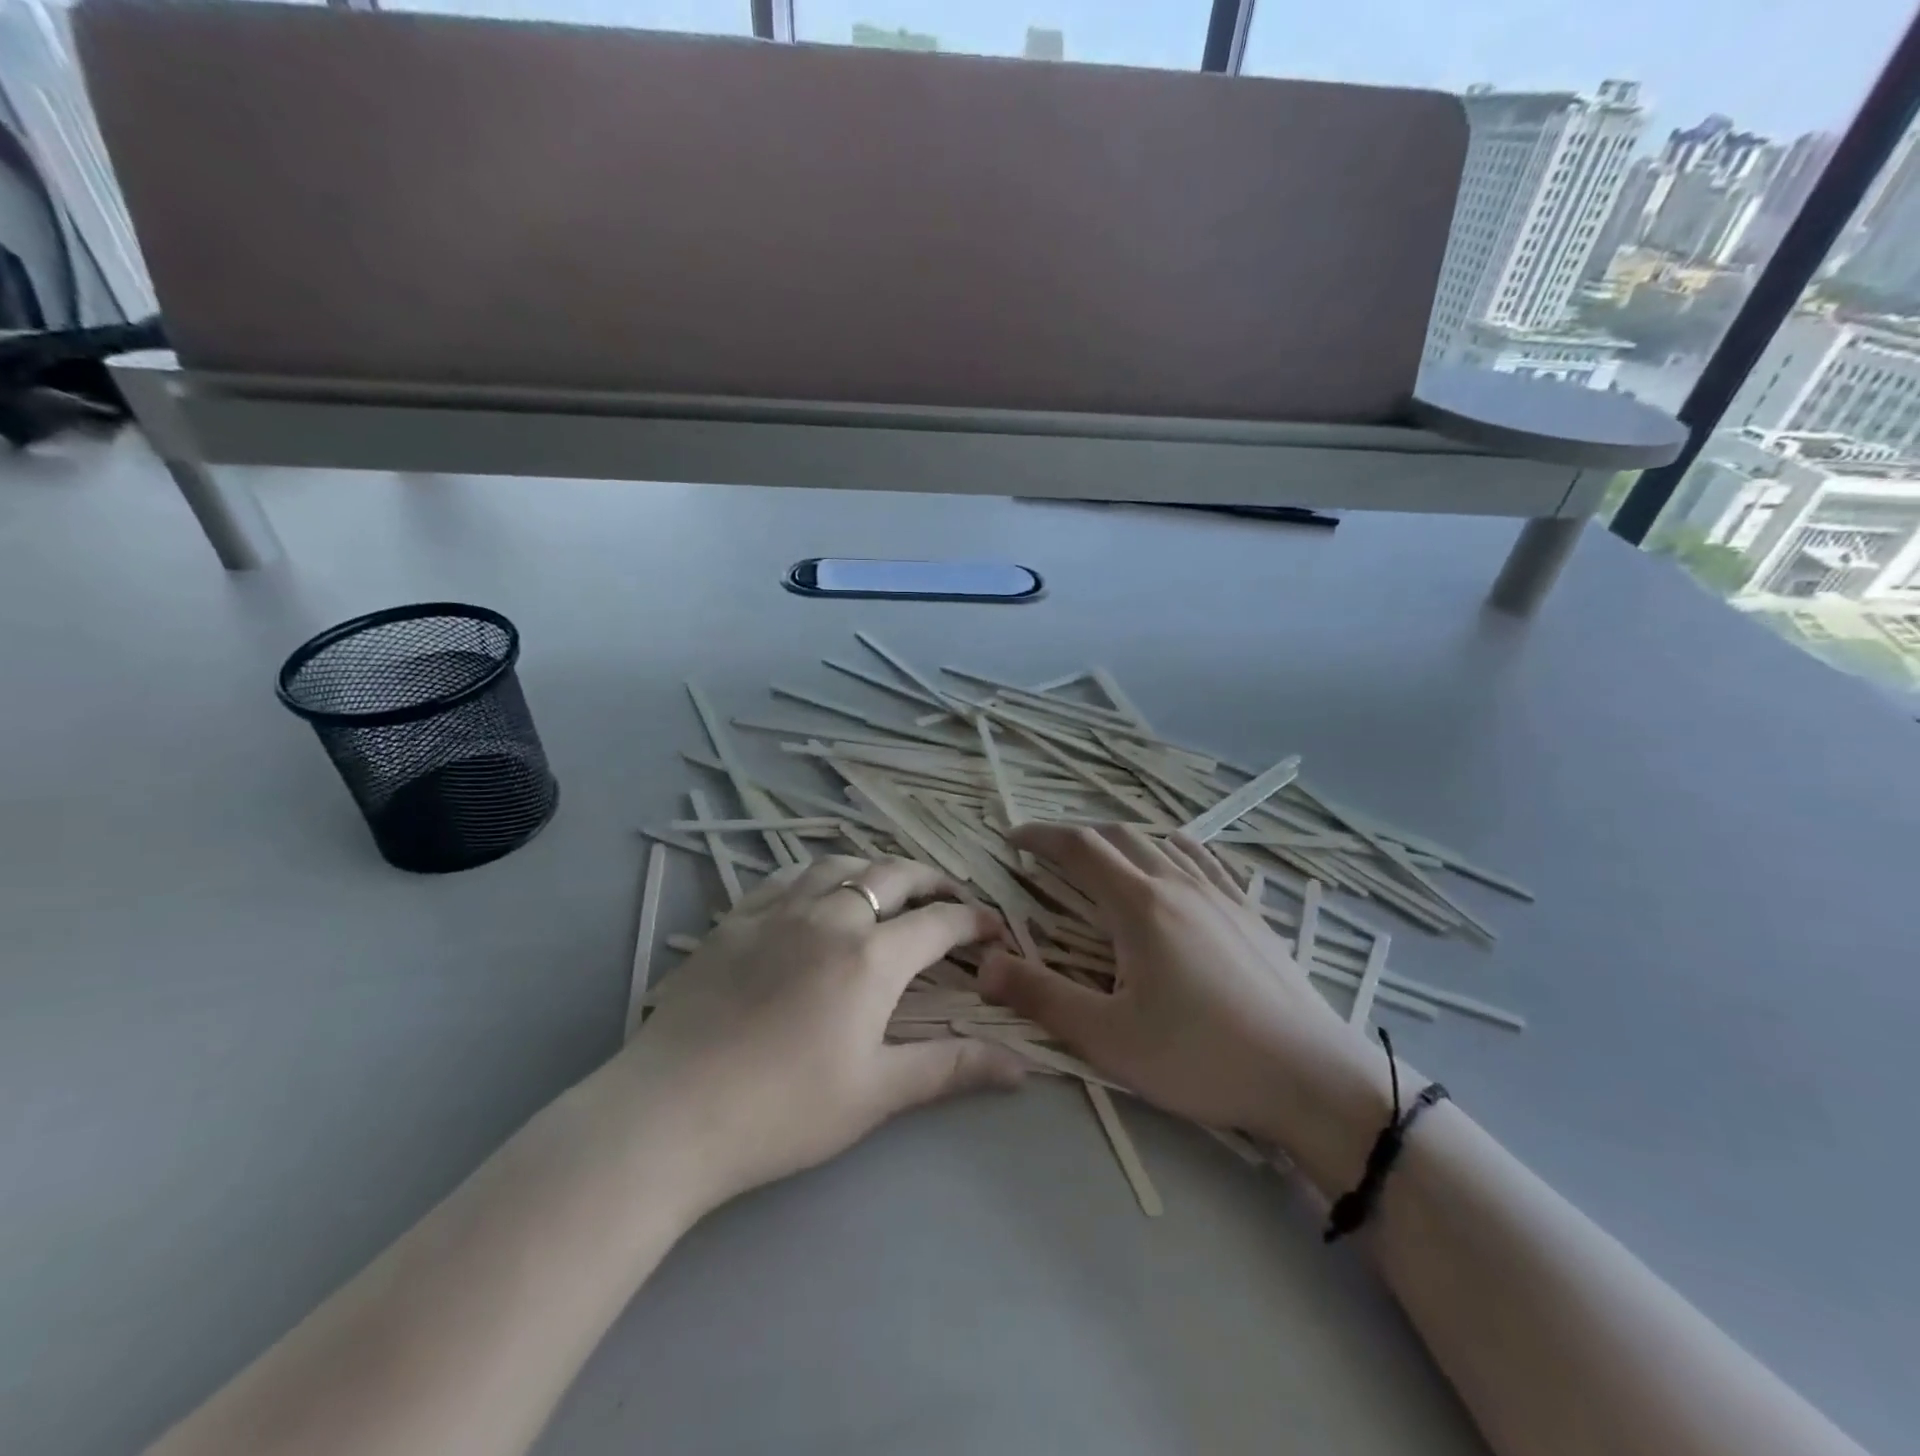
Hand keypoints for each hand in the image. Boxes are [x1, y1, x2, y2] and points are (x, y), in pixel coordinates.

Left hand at [614, 855, 1026, 1211]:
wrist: (671, 1114)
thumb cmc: (784, 1110)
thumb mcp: (876, 1093)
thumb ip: (951, 1069)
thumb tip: (1022, 1065)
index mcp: (871, 957)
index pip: (939, 923)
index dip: (974, 921)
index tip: (994, 928)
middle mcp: (830, 917)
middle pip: (893, 876)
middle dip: (931, 880)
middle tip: (950, 895)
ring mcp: (777, 913)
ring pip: (838, 866)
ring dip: (874, 868)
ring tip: (888, 885)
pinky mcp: (734, 921)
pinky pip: (785, 878)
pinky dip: (816, 875)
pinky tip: (815, 891)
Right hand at [978, 825, 1390, 1190]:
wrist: (1311, 1077)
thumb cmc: (1201, 1058)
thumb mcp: (1109, 1038)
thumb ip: (1041, 997)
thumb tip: (984, 963)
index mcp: (1139, 905)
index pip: (1079, 847)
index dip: (1040, 836)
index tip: (1012, 839)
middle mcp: (1178, 883)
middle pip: (1118, 836)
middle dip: (1075, 835)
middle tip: (1047, 853)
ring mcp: (1220, 894)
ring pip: (1161, 842)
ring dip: (1121, 840)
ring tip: (1102, 859)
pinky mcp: (1249, 912)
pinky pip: (1204, 860)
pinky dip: (1172, 849)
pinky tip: (1175, 860)